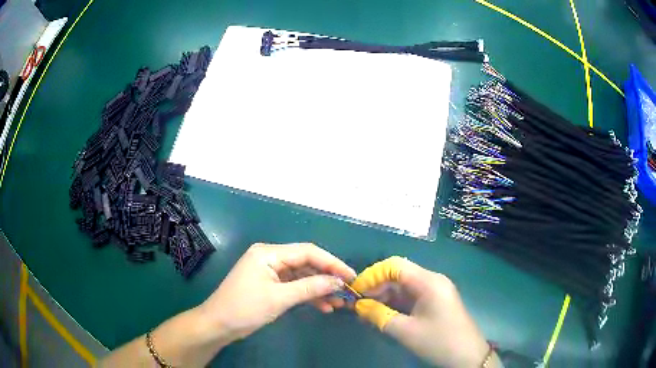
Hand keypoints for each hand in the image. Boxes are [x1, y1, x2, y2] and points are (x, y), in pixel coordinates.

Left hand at [197, 243, 356, 343]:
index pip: (308, 252)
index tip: (351, 276)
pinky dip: (307, 295)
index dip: (332, 263)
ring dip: (319, 288)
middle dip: (327, 277)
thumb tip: (338, 282)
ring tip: (339, 302)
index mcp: (269, 253)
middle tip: (347, 291)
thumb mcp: (280, 298)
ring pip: (302, 276)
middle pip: (306, 262)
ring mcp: (270, 271)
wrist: (218, 325)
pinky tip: (322, 306)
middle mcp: (270, 257)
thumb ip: (310, 288)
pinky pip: (293, 286)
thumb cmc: (245, 309)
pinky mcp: (269, 284)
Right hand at [351, 256, 497, 367]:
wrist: (467, 356)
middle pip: (399, 274)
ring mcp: (435, 291)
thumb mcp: (406, 331)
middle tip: (359, 305)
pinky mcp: (436, 302)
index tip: (356, 291)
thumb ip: (379, 316)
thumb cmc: (438, 341)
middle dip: (377, 287)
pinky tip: (383, 314)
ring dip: (385, 296)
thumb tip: (359, 306)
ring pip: (404, 286)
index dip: (372, 275)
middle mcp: (432, 280)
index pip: (395, 266)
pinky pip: (412, 297)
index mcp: (428, 281)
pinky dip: (396, 304)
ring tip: (367, 312)